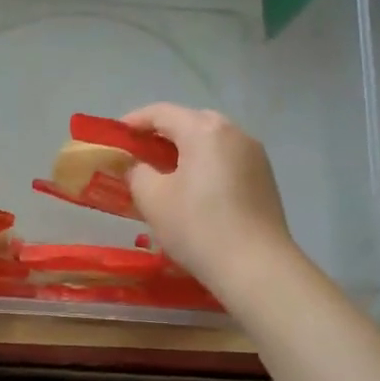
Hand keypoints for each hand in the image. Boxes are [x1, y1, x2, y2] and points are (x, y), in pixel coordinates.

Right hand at [122, 104, 293, 291]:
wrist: (256, 268)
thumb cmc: (198, 227)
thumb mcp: (153, 199)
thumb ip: (137, 173)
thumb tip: (139, 166)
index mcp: (204, 130)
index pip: (161, 112)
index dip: (134, 122)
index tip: (114, 137)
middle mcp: (234, 132)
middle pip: (190, 122)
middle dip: (161, 135)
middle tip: (139, 156)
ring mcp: (254, 155)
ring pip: (211, 142)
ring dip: (185, 151)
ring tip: (164, 174)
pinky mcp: (265, 178)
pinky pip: (227, 160)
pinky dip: (206, 166)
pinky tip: (194, 191)